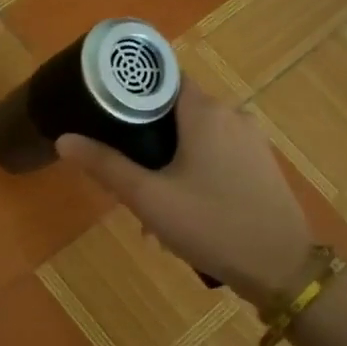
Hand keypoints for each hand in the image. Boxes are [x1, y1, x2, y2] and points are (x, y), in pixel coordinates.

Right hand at [55, 79, 308, 305]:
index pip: (162, 77)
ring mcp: (251, 140)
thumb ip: (105, 165)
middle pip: (176, 109)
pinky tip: (182, 208)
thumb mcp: (149, 198)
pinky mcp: (261, 164)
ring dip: (169, 159)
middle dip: (146, 136)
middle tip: (122, 169)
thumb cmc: (211, 224)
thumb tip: (64, 139)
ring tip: (149, 200)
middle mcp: (232, 114)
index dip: (131, 90)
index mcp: (205, 111)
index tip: (104, 109)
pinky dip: (194, 169)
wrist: (282, 268)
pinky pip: (217, 154)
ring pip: (196, 136)